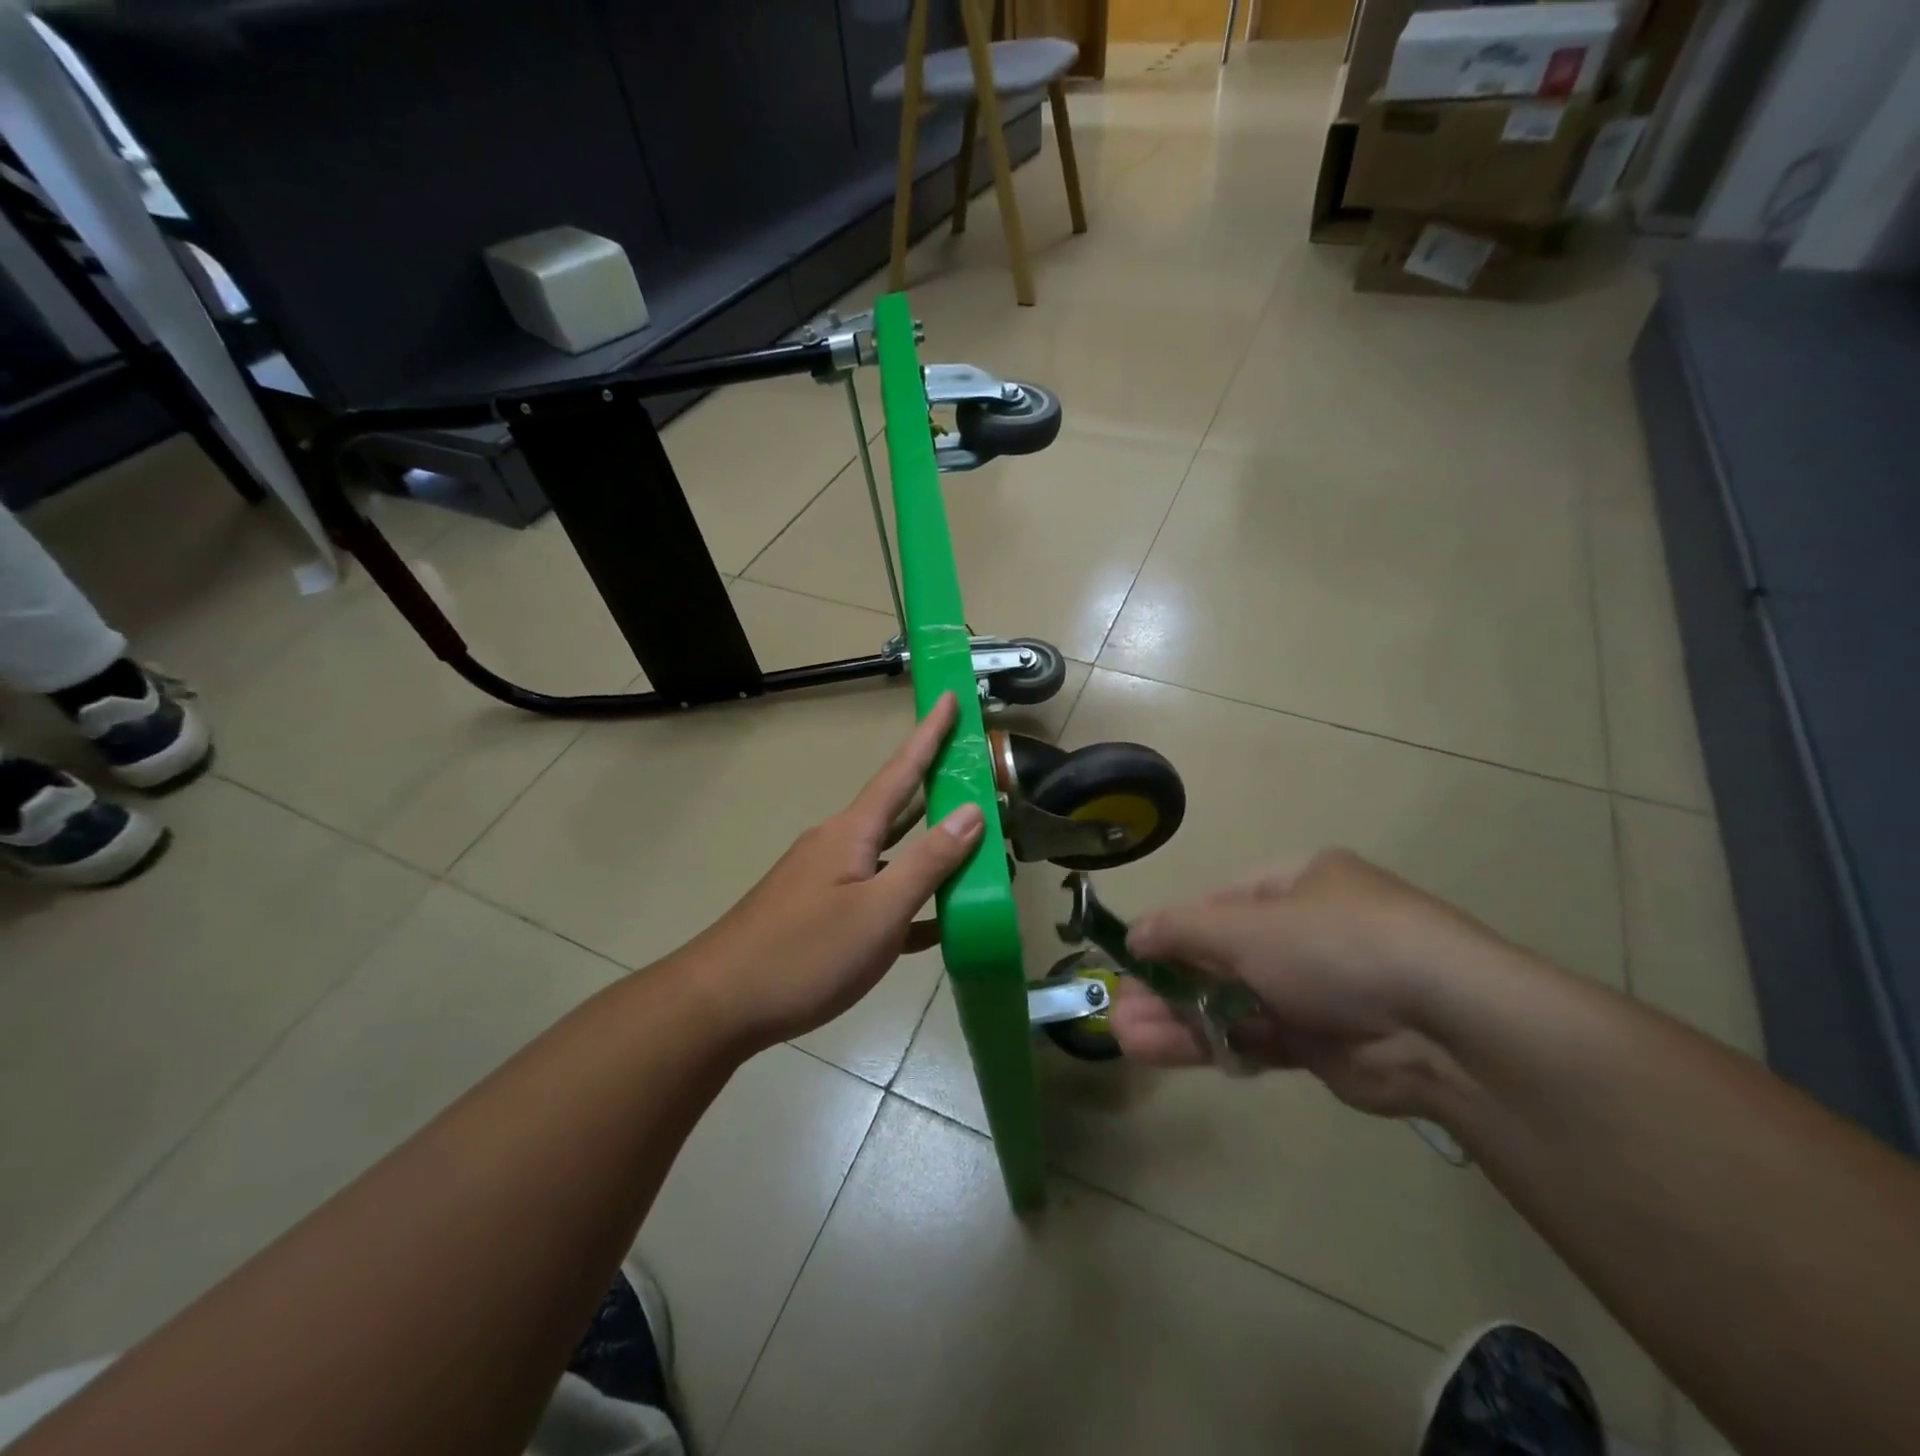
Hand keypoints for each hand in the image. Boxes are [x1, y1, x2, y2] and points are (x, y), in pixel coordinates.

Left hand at [674, 691, 985, 1051]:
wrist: (720, 1004)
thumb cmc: (804, 953)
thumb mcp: (879, 910)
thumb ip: (928, 861)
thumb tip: (971, 811)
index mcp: (853, 831)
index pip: (902, 769)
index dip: (929, 734)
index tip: (948, 696)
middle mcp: (839, 844)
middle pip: (899, 807)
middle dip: (937, 788)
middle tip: (978, 774)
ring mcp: (828, 880)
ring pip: (891, 854)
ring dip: (930, 848)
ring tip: (975, 846)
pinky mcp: (821, 914)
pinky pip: (877, 894)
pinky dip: (909, 899)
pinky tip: (938, 921)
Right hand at [1108, 849, 1519, 1117]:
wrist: (1444, 1026)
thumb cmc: (1335, 946)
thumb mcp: (1248, 925)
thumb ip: (1183, 929)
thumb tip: (1134, 934)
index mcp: (1296, 885)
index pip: (1218, 904)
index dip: (1171, 929)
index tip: (1131, 955)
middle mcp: (1305, 933)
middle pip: (1219, 957)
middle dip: (1166, 981)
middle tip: (1117, 1006)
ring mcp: (1315, 991)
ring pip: (1230, 1002)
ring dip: (1177, 1017)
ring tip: (1122, 1034)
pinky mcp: (1321, 1044)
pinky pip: (1253, 1038)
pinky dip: (1209, 1043)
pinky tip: (1160, 1052)